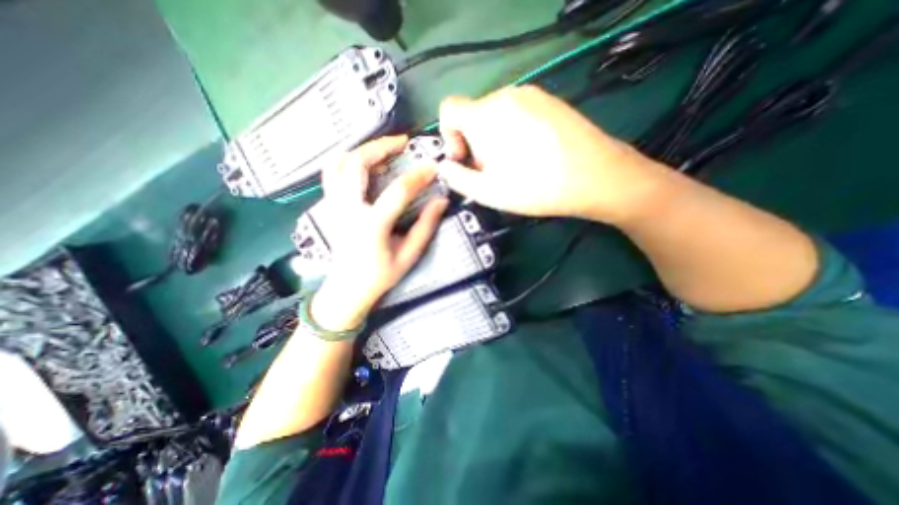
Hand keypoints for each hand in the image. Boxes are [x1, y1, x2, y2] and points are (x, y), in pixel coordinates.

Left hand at [312, 136, 447, 330]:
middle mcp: (347, 210)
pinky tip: (361, 160)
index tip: (433, 166)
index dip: (417, 176)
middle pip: (357, 165)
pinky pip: (330, 173)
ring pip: (338, 164)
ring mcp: (333, 206)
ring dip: (361, 149)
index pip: (397, 192)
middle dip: (381, 147)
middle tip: (402, 142)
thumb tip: (441, 201)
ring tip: (383, 147)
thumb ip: (426, 227)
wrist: (347, 288)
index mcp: (371, 226)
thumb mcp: (409, 255)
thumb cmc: (381, 275)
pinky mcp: (329, 206)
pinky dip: (345, 159)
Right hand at [435, 86, 666, 222]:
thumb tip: (444, 166)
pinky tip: (533, 154)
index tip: (464, 159)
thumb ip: (457, 178)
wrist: (595, 176)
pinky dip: (513, 132)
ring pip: (495, 115)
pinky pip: (517, 112)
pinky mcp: (549, 100)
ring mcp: (531, 95)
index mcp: (485, 116)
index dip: (448, 136)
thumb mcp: (487, 192)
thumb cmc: (535, 187)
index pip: (448, 109)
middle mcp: (505, 96)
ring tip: (515, 165)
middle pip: (473, 116)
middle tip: (493, 171)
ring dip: (494, 139)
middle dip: (474, 144)